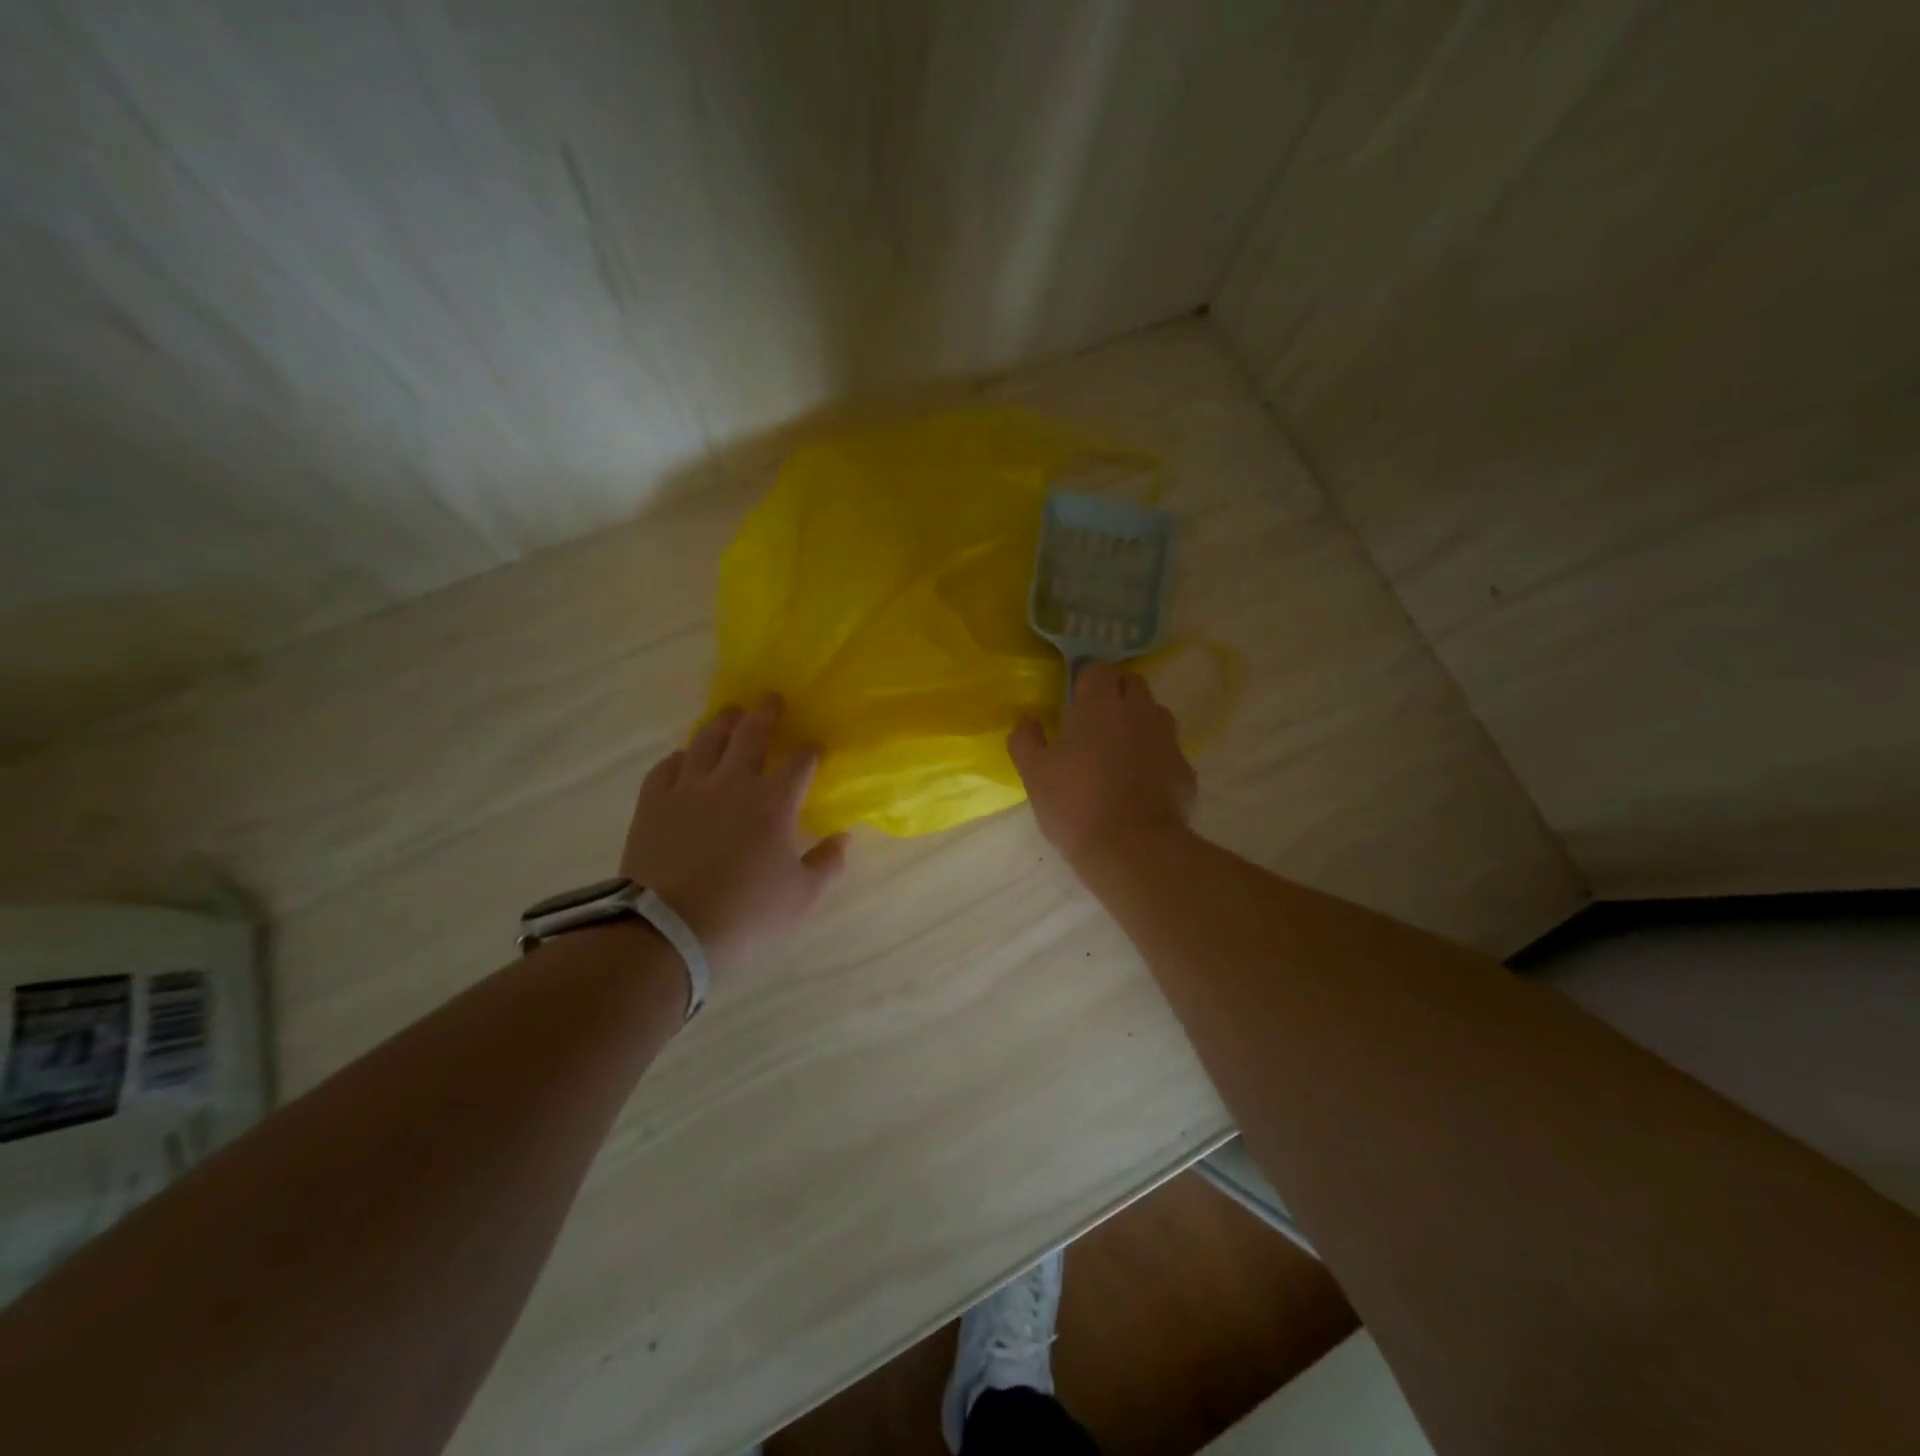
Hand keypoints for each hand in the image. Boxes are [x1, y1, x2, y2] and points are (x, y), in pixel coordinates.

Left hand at [620, 695, 847, 973]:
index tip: (815, 746)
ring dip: (722, 722)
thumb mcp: (801, 898)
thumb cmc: (745, 914)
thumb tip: (843, 839)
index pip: (799, 760)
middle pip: (751, 733)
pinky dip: (680, 757)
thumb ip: (828, 864)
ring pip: (706, 740)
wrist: (667, 932)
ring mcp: (688, 789)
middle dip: (766, 712)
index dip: (810, 749)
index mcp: (773, 801)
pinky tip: (684, 757)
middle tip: (771, 698)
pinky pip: (667, 767)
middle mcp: (732, 782)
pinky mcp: (653, 803)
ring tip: (730, 713)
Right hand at [1007, 663, 1196, 865]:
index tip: (1073, 704)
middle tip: (1094, 724)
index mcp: (1102, 706)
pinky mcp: (1184, 771)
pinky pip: (1168, 752)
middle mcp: (1141, 713)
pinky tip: (1140, 785)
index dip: (1085, 683)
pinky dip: (1155, 759)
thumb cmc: (1076, 804)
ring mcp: (1168, 741)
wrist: (1132, 850)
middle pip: (1132, 685)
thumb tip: (1027, 720)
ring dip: (1138, 723)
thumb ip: (1026, 739)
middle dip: (1115, 695)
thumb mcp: (1034, 774)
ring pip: (1155, 715)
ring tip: (1119, 752)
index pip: (1099, 670)